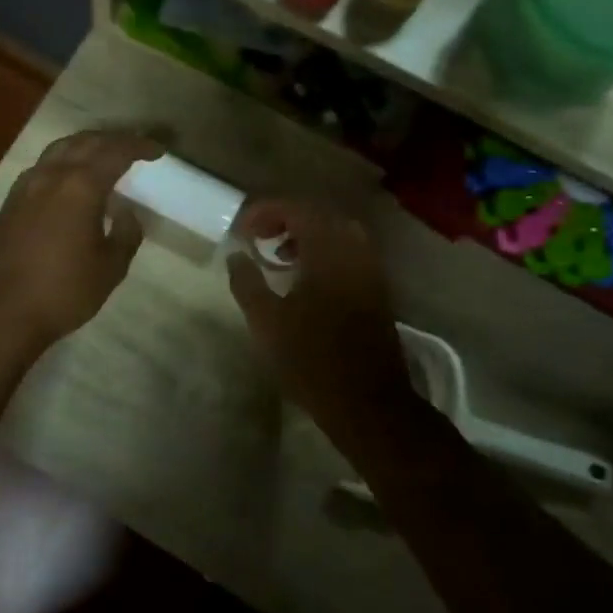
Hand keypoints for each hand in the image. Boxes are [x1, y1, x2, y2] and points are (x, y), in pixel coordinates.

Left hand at [0, 130, 164, 352]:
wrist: (2, 311)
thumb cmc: (64, 291)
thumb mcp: (110, 268)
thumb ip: (126, 234)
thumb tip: (126, 213)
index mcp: (80, 186)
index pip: (115, 152)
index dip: (139, 146)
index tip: (157, 151)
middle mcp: (51, 175)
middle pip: (86, 141)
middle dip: (113, 140)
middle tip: (134, 148)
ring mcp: (26, 185)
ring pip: (60, 148)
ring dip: (86, 145)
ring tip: (103, 155)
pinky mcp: (11, 200)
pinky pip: (42, 165)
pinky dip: (63, 161)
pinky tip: (69, 178)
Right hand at [225, 199, 417, 446]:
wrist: (368, 403)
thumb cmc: (311, 360)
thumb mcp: (266, 322)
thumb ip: (247, 282)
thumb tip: (236, 255)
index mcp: (328, 251)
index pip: (296, 209)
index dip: (265, 212)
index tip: (242, 230)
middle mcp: (354, 251)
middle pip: (319, 215)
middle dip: (285, 219)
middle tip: (258, 237)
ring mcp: (370, 270)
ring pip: (336, 233)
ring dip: (305, 236)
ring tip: (278, 256)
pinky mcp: (376, 290)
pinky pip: (348, 252)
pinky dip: (323, 252)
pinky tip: (304, 278)